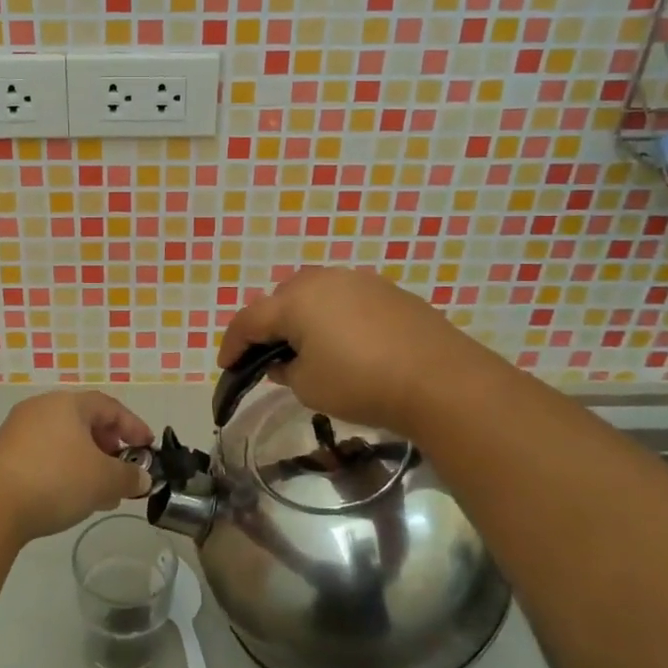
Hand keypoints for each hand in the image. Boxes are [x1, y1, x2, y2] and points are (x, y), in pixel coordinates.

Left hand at [0, 391, 155, 542]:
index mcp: (68, 403)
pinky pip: (45, 454)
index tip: (148, 448)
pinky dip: (64, 469)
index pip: (109, 406)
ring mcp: (19, 430)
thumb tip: (141, 478)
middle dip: (109, 447)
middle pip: (85, 421)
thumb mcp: (103, 480)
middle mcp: (42, 408)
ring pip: (64, 440)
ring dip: (87, 462)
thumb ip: (128, 477)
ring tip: (100, 492)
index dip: (133, 426)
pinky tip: (70, 497)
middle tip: (122, 471)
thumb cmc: (56, 480)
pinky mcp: (4, 454)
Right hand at [219, 268, 487, 438]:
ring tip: (308, 347)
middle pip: (281, 299)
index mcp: (295, 301)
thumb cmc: (361, 383)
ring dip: (303, 318)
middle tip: (269, 356)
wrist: (440, 380)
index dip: (233, 344)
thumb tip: (286, 362)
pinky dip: (335, 318)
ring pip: (315, 294)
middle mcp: (323, 280)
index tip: (226, 367)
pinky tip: (347, 343)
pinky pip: (346, 300)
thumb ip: (286, 371)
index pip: (249, 320)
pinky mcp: (388, 291)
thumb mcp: (309, 387)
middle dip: (269, 326)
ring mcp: (359, 281)